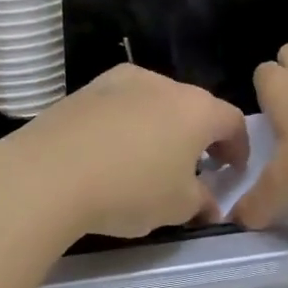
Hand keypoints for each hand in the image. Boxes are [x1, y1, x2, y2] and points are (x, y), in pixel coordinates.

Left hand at [0, 65, 249, 242]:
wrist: (49, 172)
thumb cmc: (129, 189)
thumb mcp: (177, 207)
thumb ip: (201, 202)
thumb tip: (207, 203)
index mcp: (196, 108)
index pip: (232, 121)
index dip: (238, 148)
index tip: (231, 172)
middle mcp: (163, 83)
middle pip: (192, 107)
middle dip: (197, 137)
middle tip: (191, 169)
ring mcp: (122, 80)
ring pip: (154, 102)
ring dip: (159, 127)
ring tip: (147, 160)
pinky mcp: (88, 88)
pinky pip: (120, 104)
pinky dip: (125, 124)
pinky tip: (110, 152)